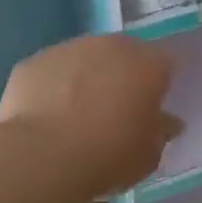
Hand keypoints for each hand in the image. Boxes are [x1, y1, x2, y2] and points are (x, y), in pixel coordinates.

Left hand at [0, 34, 180, 202]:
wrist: (42, 156)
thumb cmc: (109, 155)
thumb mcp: (149, 155)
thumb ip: (161, 132)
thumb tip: (167, 122)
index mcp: (148, 63)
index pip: (164, 63)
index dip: (157, 84)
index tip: (149, 109)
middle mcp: (111, 45)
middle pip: (123, 54)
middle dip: (121, 76)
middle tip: (113, 112)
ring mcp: (69, 48)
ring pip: (85, 59)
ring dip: (85, 79)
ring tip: (75, 118)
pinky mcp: (34, 61)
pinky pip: (51, 72)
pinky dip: (52, 88)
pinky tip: (46, 119)